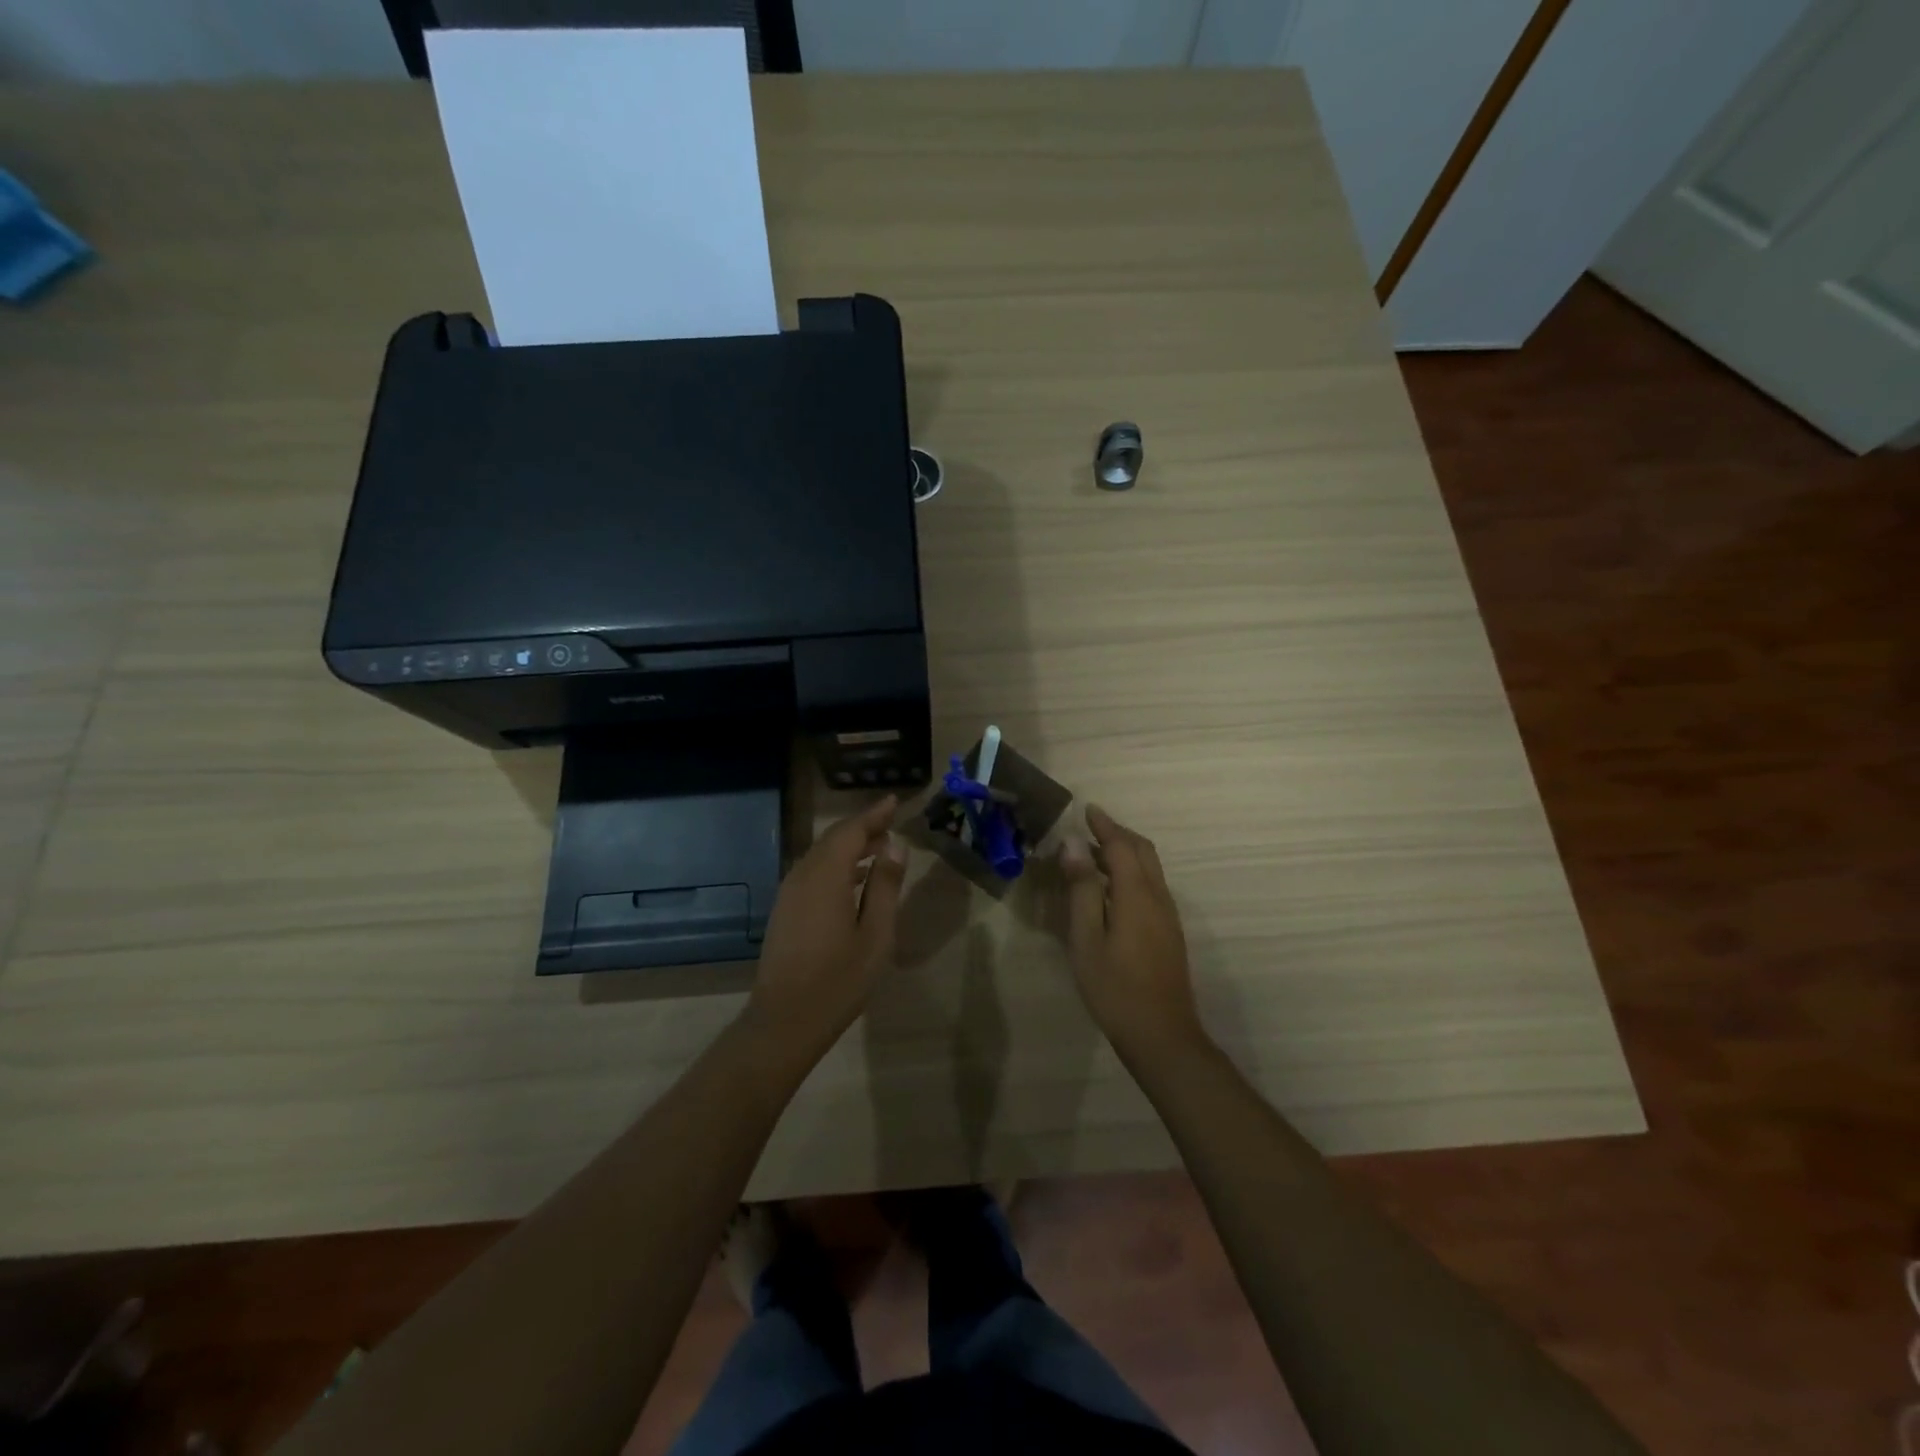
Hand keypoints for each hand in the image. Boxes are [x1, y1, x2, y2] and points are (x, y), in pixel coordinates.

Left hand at [745, 797, 906, 1057]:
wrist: (784, 1020)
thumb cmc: (839, 980)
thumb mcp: (876, 934)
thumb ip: (885, 887)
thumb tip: (894, 847)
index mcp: (826, 876)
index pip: (851, 831)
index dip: (874, 814)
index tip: (894, 801)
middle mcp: (803, 875)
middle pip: (833, 839)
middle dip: (862, 827)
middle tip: (891, 822)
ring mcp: (789, 893)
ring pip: (821, 855)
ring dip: (849, 846)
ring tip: (879, 848)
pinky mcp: (785, 909)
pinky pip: (812, 872)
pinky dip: (836, 864)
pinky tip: (854, 878)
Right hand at [1059, 805, 1204, 1060]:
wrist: (1162, 1035)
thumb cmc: (1115, 988)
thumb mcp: (1087, 938)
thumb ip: (1082, 888)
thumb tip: (1072, 844)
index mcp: (1137, 894)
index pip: (1121, 846)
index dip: (1104, 826)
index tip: (1087, 809)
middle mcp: (1158, 897)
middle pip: (1143, 851)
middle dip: (1118, 834)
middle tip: (1091, 827)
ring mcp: (1168, 916)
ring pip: (1150, 869)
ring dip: (1126, 853)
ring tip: (1095, 854)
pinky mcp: (1169, 932)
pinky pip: (1152, 886)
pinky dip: (1132, 872)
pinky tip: (1112, 889)